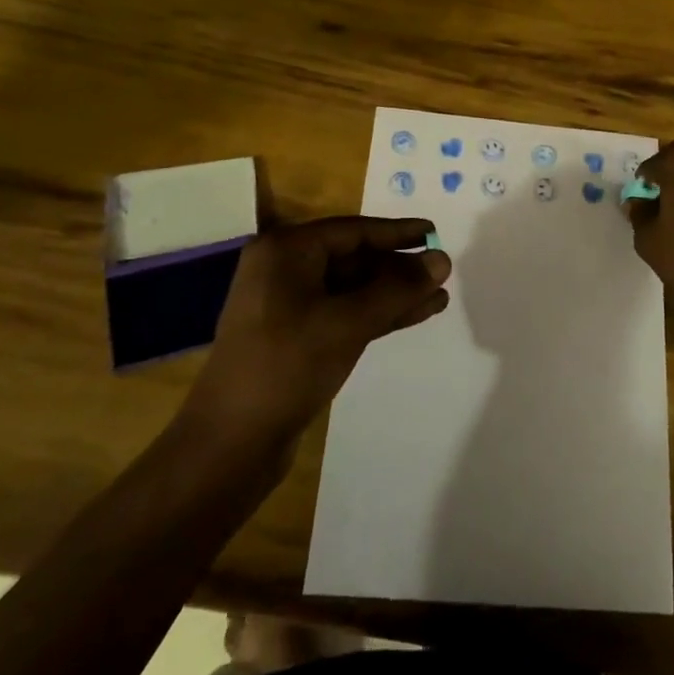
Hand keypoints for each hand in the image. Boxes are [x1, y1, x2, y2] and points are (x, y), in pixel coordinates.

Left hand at [182, 217, 450, 439]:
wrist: (230, 443)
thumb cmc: (287, 366)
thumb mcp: (348, 322)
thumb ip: (398, 289)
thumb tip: (443, 259)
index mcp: (286, 251)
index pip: (353, 230)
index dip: (397, 232)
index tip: (434, 232)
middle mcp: (284, 269)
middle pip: (353, 258)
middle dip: (398, 268)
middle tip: (442, 272)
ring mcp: (288, 305)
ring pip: (352, 289)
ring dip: (393, 293)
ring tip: (439, 297)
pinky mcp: (296, 337)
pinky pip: (344, 313)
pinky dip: (377, 314)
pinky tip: (414, 316)